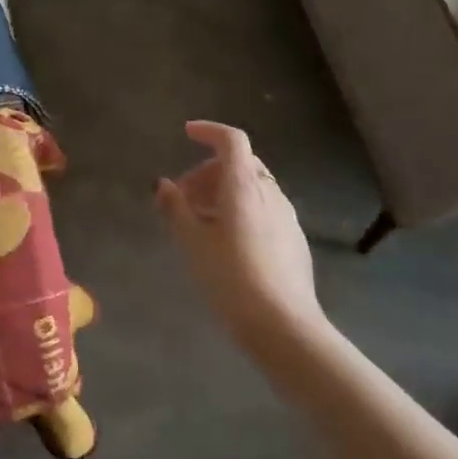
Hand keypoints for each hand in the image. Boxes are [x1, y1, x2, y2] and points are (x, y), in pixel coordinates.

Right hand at [155, 121, 322, 345]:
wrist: (284, 327)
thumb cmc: (231, 279)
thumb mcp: (192, 243)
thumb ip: (176, 209)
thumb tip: (163, 185)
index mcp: (244, 186)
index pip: (232, 140)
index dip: (209, 131)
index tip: (186, 134)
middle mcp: (270, 193)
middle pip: (240, 163)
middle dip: (209, 171)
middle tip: (183, 197)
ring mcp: (286, 217)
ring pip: (253, 187)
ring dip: (224, 192)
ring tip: (200, 222)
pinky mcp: (294, 240)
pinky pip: (264, 209)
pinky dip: (241, 209)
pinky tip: (226, 242)